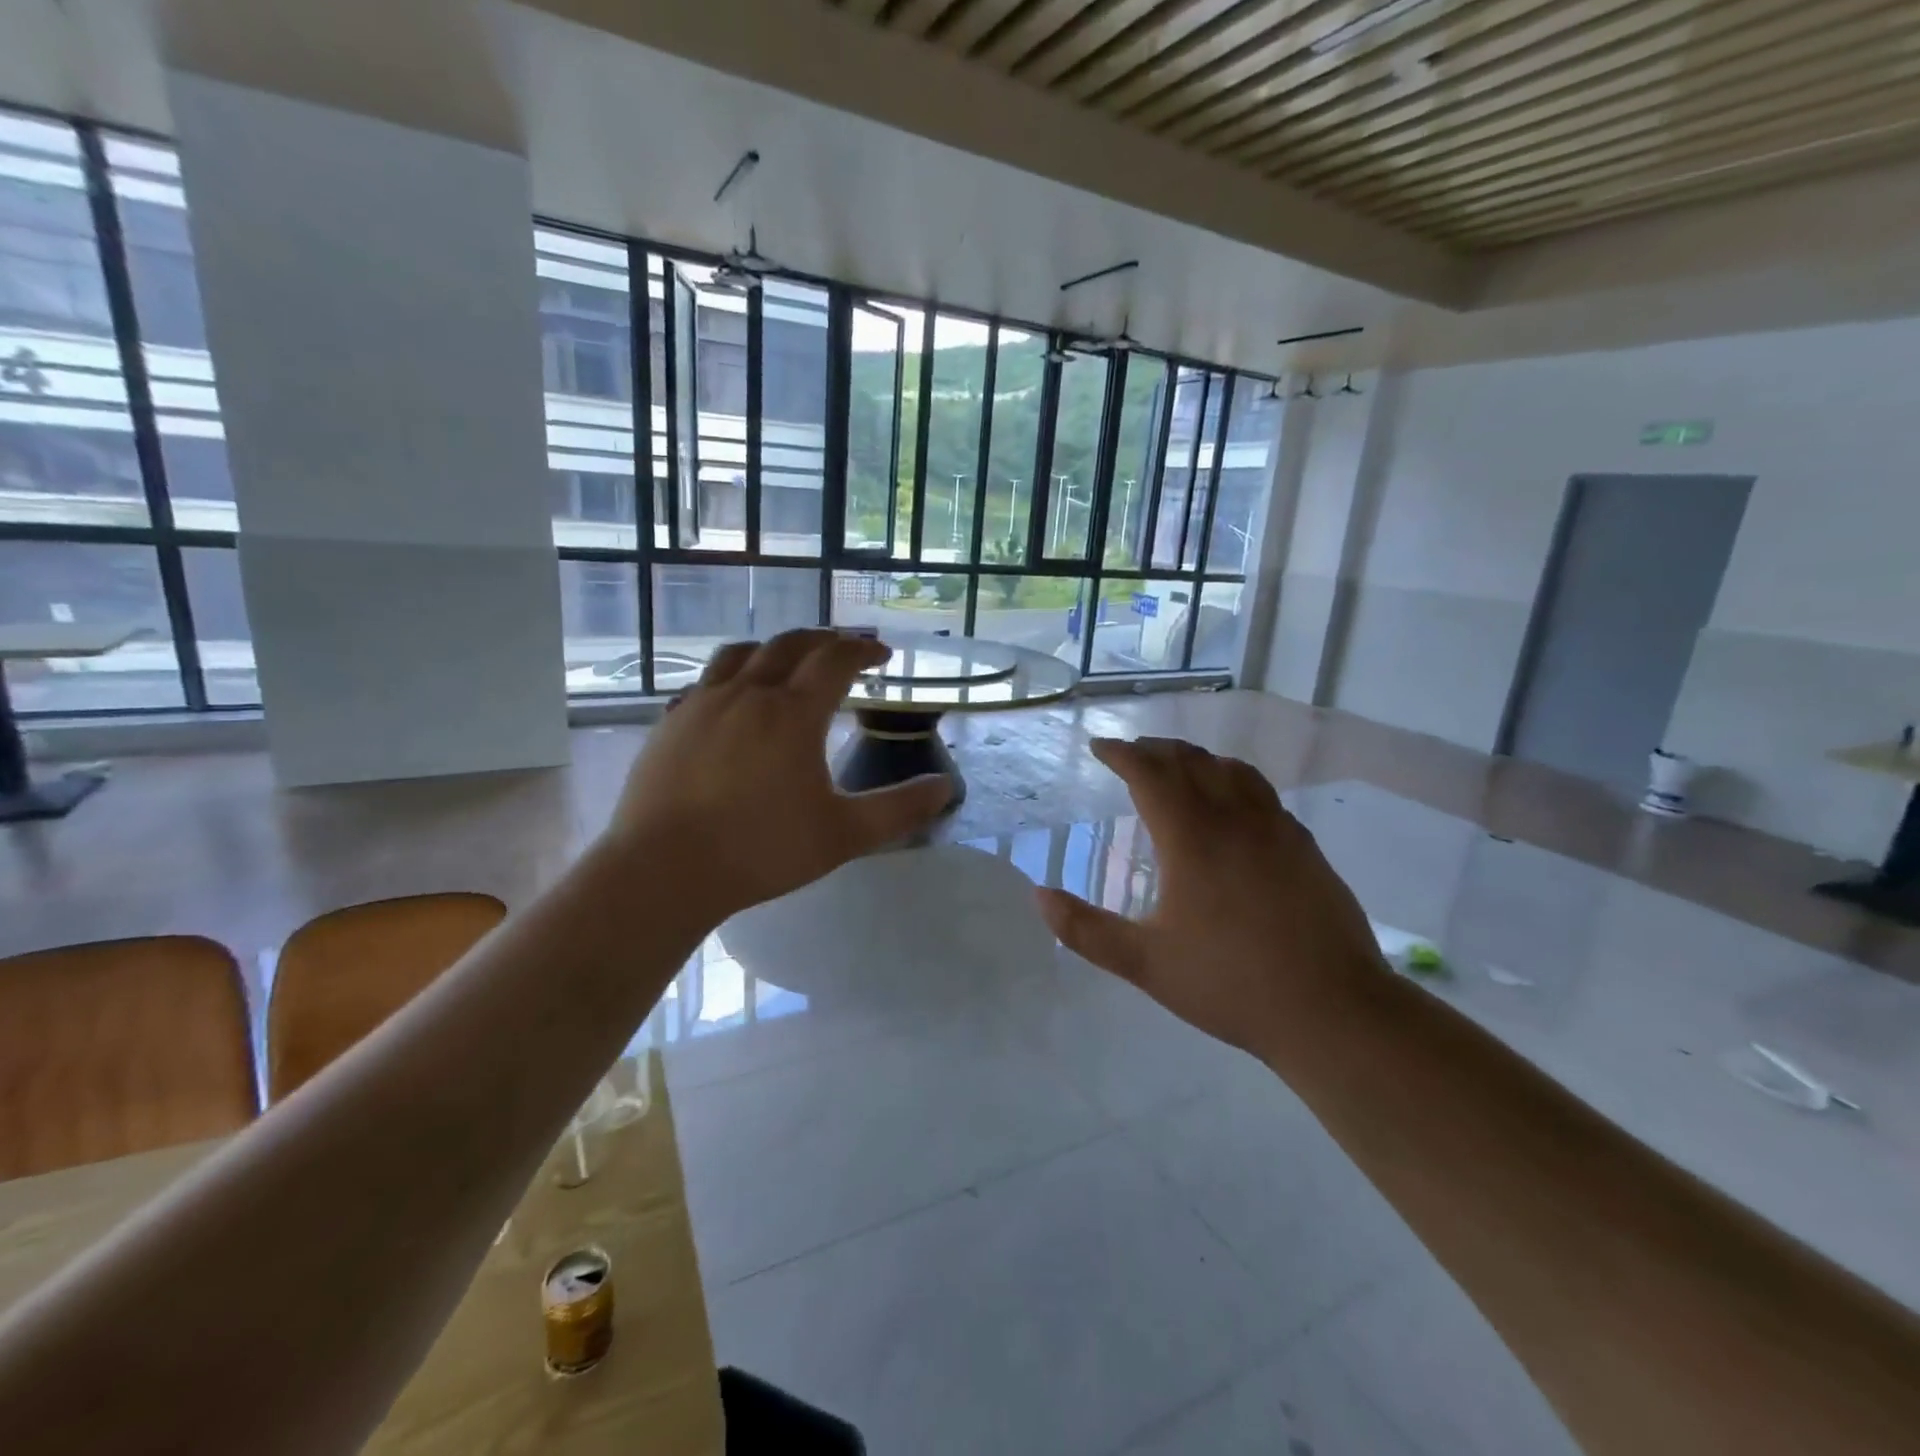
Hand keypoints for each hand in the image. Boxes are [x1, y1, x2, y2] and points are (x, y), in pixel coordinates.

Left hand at [607, 630, 952, 918]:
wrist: (664, 871)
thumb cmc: (762, 850)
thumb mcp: (844, 835)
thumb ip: (899, 809)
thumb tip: (946, 788)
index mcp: (793, 713)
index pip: (835, 659)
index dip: (863, 650)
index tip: (882, 654)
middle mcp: (748, 694)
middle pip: (789, 644)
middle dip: (823, 639)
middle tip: (843, 648)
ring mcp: (702, 704)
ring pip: (741, 654)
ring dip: (773, 649)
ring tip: (788, 661)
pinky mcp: (670, 723)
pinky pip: (705, 682)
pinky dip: (731, 677)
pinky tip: (732, 699)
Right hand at [1035, 737, 1389, 1068]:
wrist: (1333, 1010)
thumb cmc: (1230, 984)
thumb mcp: (1146, 964)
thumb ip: (1086, 930)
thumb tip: (1039, 896)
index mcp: (1191, 838)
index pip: (1150, 774)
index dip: (1122, 754)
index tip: (1101, 748)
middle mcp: (1234, 819)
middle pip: (1191, 762)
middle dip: (1156, 750)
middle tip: (1132, 753)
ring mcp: (1277, 830)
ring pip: (1233, 771)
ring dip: (1197, 759)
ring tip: (1179, 767)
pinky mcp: (1305, 847)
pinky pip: (1263, 793)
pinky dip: (1235, 780)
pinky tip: (1234, 805)